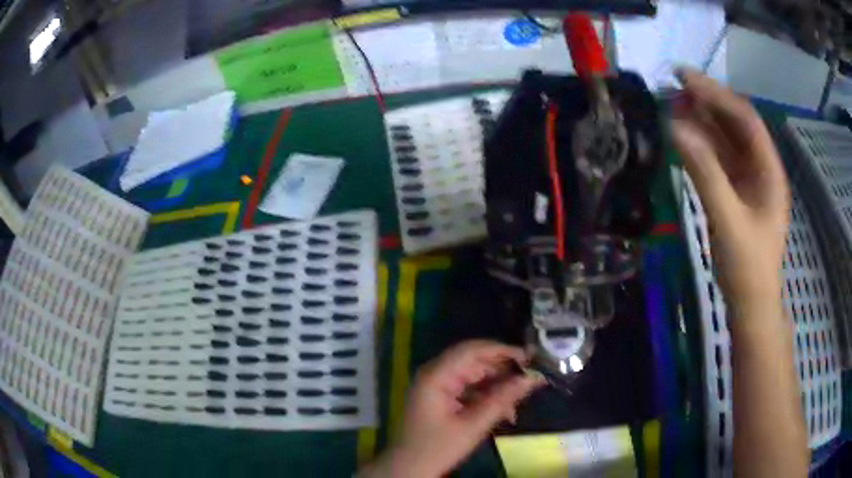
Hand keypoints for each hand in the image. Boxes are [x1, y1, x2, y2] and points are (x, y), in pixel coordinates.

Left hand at [364, 340, 542, 477]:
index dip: (502, 350)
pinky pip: (469, 389)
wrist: (408, 469)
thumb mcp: (473, 426)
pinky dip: (487, 397)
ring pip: (475, 376)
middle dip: (503, 371)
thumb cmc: (436, 449)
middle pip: (475, 361)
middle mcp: (435, 374)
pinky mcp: (441, 398)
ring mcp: (437, 386)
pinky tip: (505, 412)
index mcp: (436, 376)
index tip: (530, 358)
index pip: (472, 350)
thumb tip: (532, 378)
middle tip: (530, 381)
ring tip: (518, 402)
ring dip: (497, 387)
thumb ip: (502, 400)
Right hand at [671, 69, 789, 308]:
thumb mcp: (728, 221)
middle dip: (707, 103)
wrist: (750, 303)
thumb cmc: (747, 267)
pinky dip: (701, 144)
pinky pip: (718, 158)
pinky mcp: (736, 191)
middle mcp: (761, 168)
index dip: (717, 94)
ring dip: (702, 120)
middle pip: (735, 124)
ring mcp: (748, 180)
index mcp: (769, 170)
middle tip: (673, 88)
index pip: (745, 119)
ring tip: (673, 105)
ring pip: (725, 139)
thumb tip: (676, 128)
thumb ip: (705, 174)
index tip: (685, 78)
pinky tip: (683, 135)